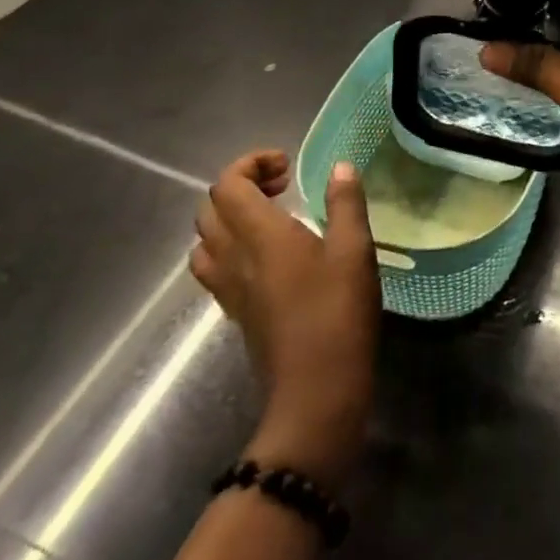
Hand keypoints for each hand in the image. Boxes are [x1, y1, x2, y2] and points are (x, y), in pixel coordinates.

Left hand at [190, 150, 378, 488]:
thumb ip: (345, 203)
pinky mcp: (236, 312)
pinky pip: (214, 267)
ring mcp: (229, 289)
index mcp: (260, 236)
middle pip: (210, 209)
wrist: (315, 395)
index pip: (227, 186)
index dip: (249, 164)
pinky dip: (231, 247)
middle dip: (241, 185)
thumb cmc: (337, 315)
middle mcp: (234, 258)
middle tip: (282, 186)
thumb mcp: (354, 251)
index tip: (286, 166)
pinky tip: (269, 256)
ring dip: (230, 217)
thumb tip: (341, 167)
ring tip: (271, 217)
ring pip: (206, 240)